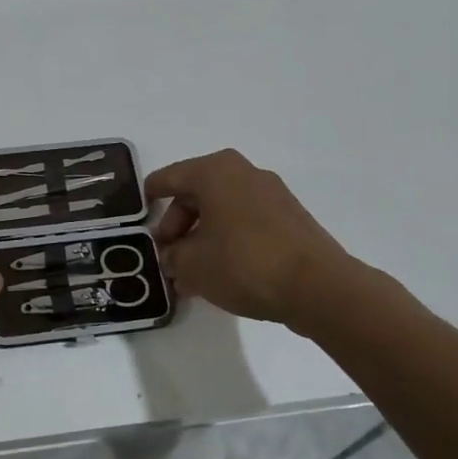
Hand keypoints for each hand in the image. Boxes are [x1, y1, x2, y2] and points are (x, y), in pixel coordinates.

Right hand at [146, 149, 395, 334]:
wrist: (318, 287)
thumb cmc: (244, 263)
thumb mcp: (192, 265)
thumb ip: (173, 257)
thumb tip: (174, 257)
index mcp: (215, 171)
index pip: (169, 177)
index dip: (150, 197)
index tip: (139, 216)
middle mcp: (243, 172)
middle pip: (196, 194)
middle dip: (178, 226)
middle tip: (168, 256)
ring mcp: (271, 194)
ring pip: (222, 210)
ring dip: (202, 237)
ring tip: (192, 273)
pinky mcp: (290, 218)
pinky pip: (245, 222)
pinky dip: (228, 241)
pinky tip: (221, 273)